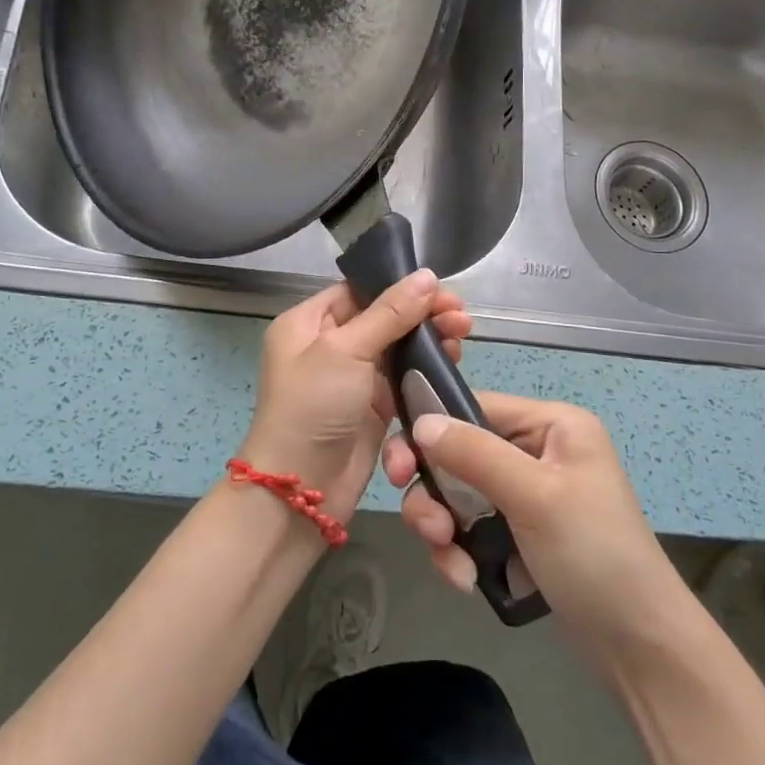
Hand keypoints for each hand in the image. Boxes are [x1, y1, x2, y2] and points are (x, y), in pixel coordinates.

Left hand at [237, 269, 471, 525]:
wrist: (301, 490)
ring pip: (397, 348)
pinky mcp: (372, 407)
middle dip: (422, 314)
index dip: (400, 288)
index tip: (441, 290)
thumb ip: (390, 313)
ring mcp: (351, 378)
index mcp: (307, 323)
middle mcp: (327, 345)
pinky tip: (453, 362)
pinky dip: (426, 369)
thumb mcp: (346, 351)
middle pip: (383, 318)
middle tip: (462, 316)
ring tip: (463, 335)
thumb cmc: (313, 407)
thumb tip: (427, 275)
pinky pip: (403, 378)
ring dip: (429, 340)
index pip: (359, 291)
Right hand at [382, 392, 687, 669]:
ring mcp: (526, 494)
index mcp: (551, 425)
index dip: (432, 431)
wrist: (641, 648)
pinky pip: (469, 527)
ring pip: (457, 493)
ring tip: (451, 562)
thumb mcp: (534, 496)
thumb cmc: (594, 555)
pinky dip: (459, 551)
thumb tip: (420, 421)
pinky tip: (465, 579)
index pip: (474, 407)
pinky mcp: (518, 533)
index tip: (399, 468)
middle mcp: (537, 450)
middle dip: (435, 491)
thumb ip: (474, 453)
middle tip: (426, 526)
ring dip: (444, 527)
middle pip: (459, 453)